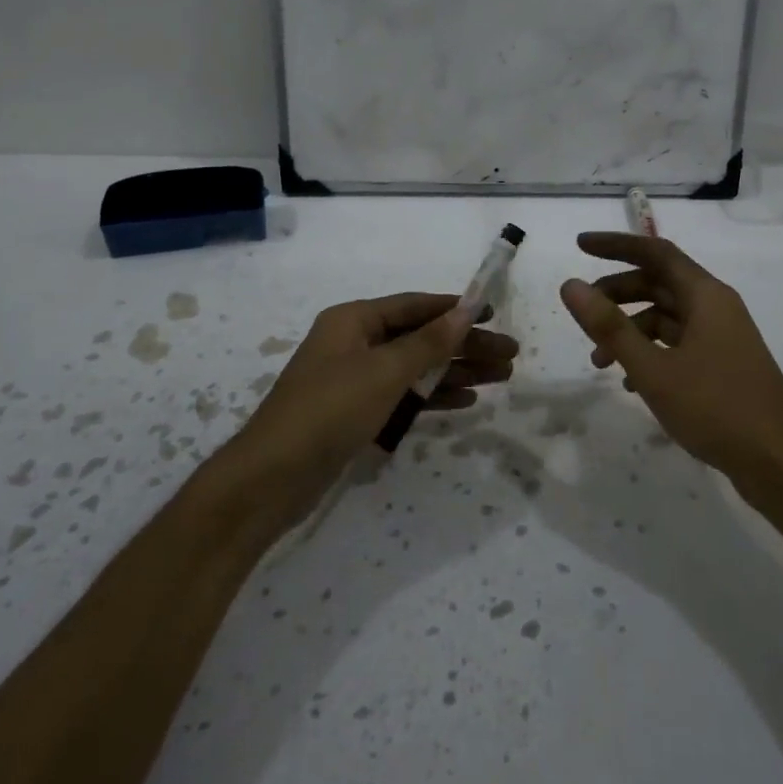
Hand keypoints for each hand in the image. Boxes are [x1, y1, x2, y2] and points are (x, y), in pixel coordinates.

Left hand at [214, 292, 517, 528]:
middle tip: (509, 356)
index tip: (493, 313)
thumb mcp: (384, 372)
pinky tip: (465, 400)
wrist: (272, 477)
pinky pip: (403, 396)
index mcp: (354, 321)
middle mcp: (354, 344)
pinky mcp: (356, 413)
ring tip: (501, 378)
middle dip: (464, 346)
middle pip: (420, 338)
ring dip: (455, 371)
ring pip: (415, 368)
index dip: (455, 309)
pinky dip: (432, 396)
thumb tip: (465, 311)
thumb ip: (428, 342)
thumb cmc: (330, 410)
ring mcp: (354, 380)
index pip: (415, 306)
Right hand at [559, 233, 782, 485]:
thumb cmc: (716, 408)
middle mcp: (715, 307)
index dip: (616, 246)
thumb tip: (571, 285)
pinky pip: (678, 344)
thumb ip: (610, 326)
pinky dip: (650, 352)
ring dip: (629, 330)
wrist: (781, 464)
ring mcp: (722, 337)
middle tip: (583, 311)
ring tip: (599, 360)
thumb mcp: (653, 369)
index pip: (655, 252)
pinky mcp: (722, 365)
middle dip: (617, 294)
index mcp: (705, 296)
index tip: (579, 246)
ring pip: (666, 317)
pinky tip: (630, 382)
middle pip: (659, 283)